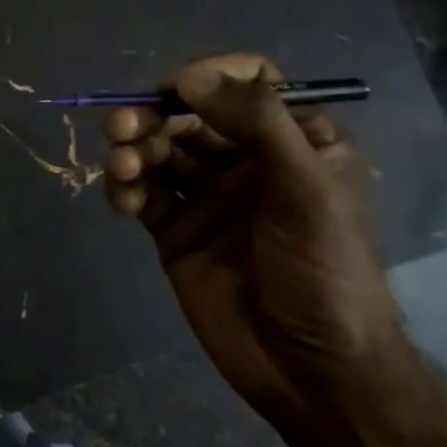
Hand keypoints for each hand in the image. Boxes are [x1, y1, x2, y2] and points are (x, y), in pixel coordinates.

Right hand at [104, 52, 407, 422]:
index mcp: (294, 142)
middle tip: (123, 126)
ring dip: (134, 150)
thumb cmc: (324, 272)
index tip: (177, 90)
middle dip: (154, 115)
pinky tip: (123, 199)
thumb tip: (189, 76)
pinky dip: (125, 188)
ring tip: (123, 167)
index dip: (210, 77)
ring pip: (160, 152)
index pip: (249, 83)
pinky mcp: (176, 231)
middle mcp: (248, 162)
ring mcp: (208, 198)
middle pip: (191, 115)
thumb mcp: (307, 189)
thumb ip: (256, 124)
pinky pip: (143, 194)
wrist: (310, 370)